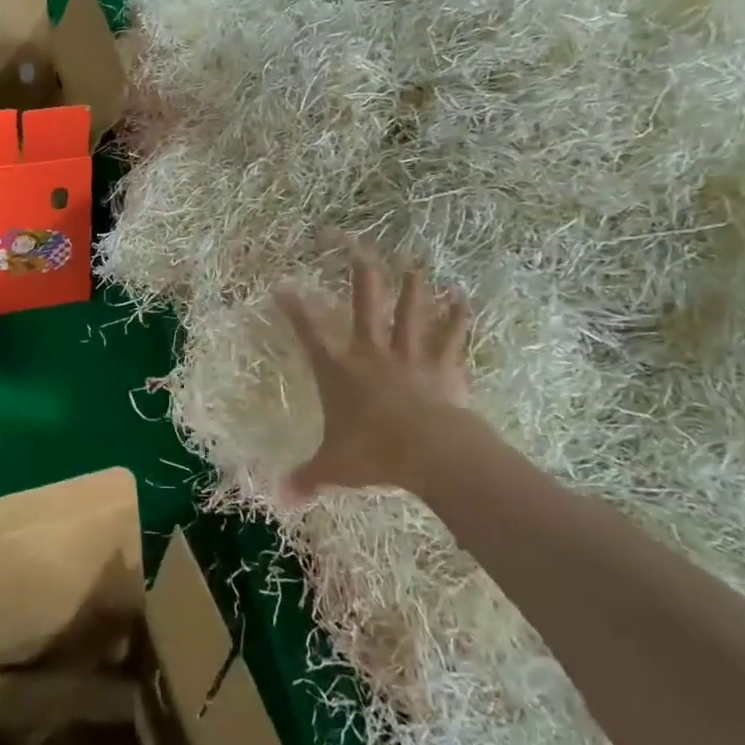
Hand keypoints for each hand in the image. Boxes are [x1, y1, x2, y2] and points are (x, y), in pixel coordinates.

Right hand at [275, 243, 484, 502]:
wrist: (427, 450)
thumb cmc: (373, 453)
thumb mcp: (333, 468)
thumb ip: (307, 479)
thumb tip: (280, 497)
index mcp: (339, 369)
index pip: (309, 331)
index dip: (294, 307)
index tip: (283, 286)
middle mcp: (372, 351)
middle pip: (365, 302)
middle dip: (360, 272)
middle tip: (357, 247)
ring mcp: (409, 354)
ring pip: (410, 310)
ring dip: (413, 288)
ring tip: (415, 268)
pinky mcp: (441, 365)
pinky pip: (451, 337)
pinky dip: (458, 318)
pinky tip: (464, 300)